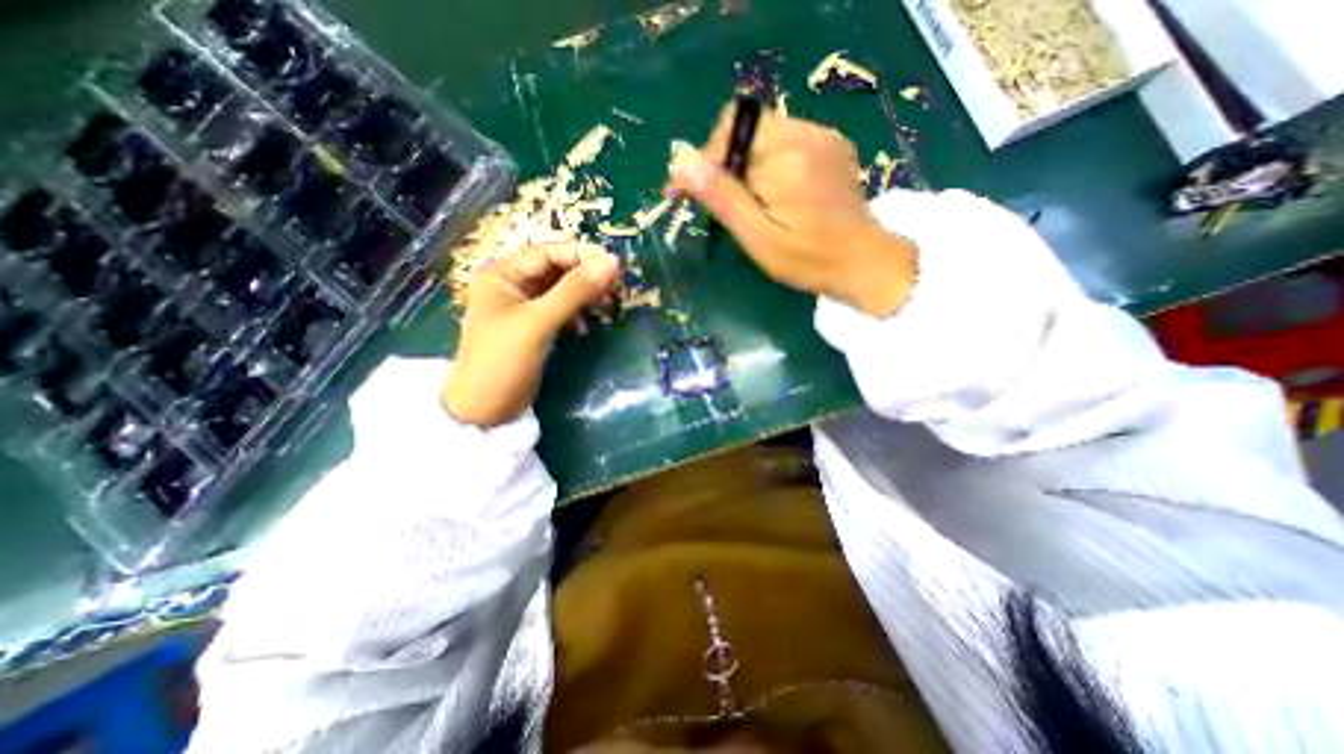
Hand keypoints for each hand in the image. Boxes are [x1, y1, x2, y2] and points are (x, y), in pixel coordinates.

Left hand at [449, 245, 620, 426]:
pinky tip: (586, 326)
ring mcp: (522, 307)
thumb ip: (574, 291)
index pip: (547, 253)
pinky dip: (576, 314)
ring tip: (607, 304)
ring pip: (561, 290)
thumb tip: (612, 262)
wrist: (485, 410)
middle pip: (555, 270)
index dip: (581, 256)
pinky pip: (560, 310)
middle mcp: (511, 285)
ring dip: (584, 295)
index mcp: (501, 274)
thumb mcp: (539, 322)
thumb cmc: (503, 361)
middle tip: (615, 287)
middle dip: (585, 276)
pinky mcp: (533, 327)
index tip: (614, 266)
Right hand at [670, 105, 918, 319]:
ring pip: (763, 134)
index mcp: (788, 157)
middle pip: (746, 128)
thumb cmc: (807, 261)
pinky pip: (784, 141)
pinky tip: (772, 195)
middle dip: (723, 164)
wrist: (863, 263)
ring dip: (744, 165)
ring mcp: (824, 136)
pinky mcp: (830, 145)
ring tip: (747, 204)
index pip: (731, 132)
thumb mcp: (759, 239)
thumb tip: (684, 162)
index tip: (684, 191)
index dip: (703, 159)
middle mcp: (808, 134)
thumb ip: (724, 198)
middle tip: (720, 204)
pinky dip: (766, 164)